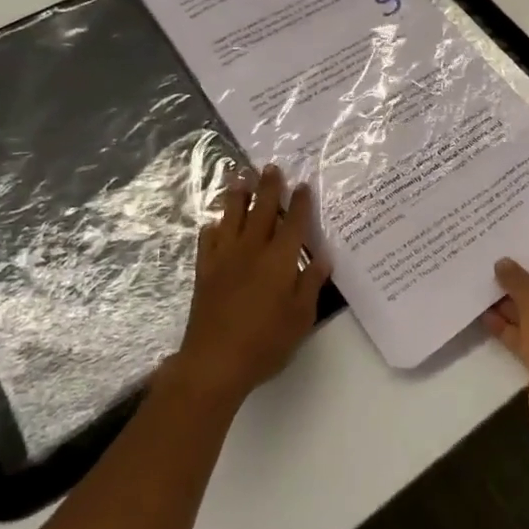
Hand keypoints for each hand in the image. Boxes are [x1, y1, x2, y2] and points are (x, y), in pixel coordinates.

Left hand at [169, 165, 330, 407]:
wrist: (215, 361)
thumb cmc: (266, 342)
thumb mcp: (301, 317)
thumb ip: (311, 283)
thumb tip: (323, 257)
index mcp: (280, 259)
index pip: (293, 222)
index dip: (300, 202)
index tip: (303, 185)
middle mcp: (252, 250)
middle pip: (261, 209)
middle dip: (268, 186)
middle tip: (270, 167)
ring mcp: (225, 258)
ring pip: (231, 216)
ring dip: (237, 194)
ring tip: (240, 176)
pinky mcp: (205, 271)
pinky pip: (208, 239)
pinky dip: (214, 226)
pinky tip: (216, 222)